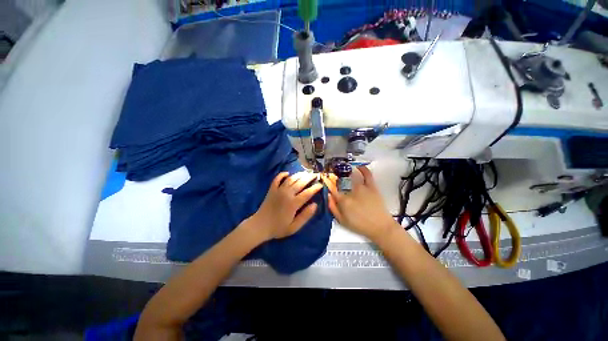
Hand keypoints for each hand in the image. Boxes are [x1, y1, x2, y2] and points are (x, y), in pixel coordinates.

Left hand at [251, 172, 322, 240]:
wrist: (260, 226)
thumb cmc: (278, 228)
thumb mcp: (294, 227)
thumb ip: (305, 216)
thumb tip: (315, 205)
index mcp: (293, 203)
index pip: (307, 193)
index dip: (315, 188)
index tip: (321, 185)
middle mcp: (287, 194)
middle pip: (300, 182)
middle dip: (309, 177)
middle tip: (316, 175)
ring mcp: (278, 190)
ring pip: (291, 179)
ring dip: (299, 175)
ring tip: (306, 173)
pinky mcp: (272, 189)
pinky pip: (277, 179)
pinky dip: (282, 174)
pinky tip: (287, 173)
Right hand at [324, 165, 396, 241]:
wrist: (380, 227)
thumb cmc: (360, 225)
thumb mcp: (342, 221)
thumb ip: (333, 208)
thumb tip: (328, 195)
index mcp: (344, 200)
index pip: (332, 188)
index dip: (327, 182)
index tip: (325, 178)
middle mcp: (352, 191)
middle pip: (341, 181)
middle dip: (335, 177)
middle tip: (334, 176)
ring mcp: (363, 188)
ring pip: (353, 176)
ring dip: (347, 172)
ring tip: (344, 171)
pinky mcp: (372, 187)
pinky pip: (368, 175)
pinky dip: (363, 169)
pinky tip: (359, 167)